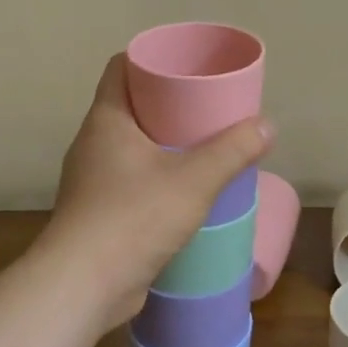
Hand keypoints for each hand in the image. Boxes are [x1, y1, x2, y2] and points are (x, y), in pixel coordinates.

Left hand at [36, 53, 272, 330]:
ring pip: (131, 145)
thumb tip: (266, 125)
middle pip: (131, 105)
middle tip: (206, 104)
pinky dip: (155, 176)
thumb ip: (232, 151)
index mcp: (106, 119)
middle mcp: (93, 142)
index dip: (150, 58)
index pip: (121, 67)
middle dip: (167, 102)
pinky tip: (184, 190)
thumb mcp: (193, 180)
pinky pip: (130, 179)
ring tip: (202, 145)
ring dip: (163, 142)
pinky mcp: (97, 213)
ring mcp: (91, 179)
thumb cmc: (133, 218)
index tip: (185, 63)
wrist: (81, 288)